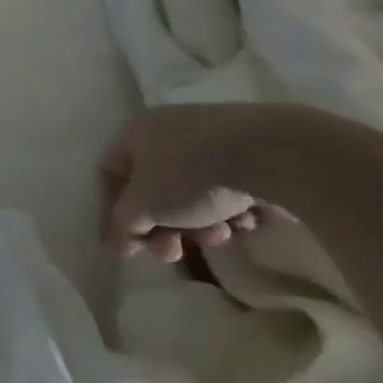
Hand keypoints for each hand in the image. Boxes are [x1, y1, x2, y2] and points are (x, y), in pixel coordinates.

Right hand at [100, 105, 270, 263]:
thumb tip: (116, 244)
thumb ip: (123, 225)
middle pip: (153, 189)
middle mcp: (166, 130)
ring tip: (223, 236)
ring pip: (192, 192)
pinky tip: (247, 221)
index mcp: (133, 133)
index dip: (113, 213)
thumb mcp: (145, 206)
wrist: (273, 152)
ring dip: (200, 223)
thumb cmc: (189, 175)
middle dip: (164, 227)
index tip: (131, 246)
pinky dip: (231, 209)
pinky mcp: (249, 149)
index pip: (110, 176)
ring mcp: (210, 136)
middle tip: (175, 252)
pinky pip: (228, 186)